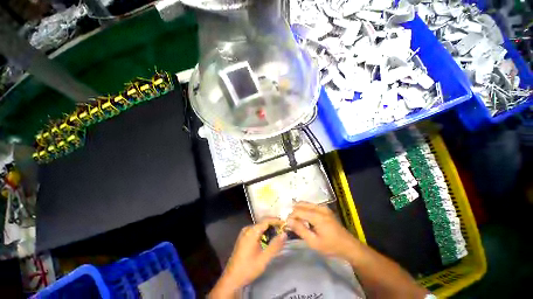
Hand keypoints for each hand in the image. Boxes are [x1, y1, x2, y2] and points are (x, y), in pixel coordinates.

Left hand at [209, 218, 286, 297]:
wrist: (232, 279)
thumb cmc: (248, 268)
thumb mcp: (264, 258)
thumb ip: (275, 245)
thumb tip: (284, 234)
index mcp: (252, 231)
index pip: (266, 220)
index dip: (276, 221)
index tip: (285, 224)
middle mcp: (247, 229)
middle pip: (263, 223)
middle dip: (273, 225)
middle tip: (282, 231)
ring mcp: (244, 233)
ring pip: (259, 227)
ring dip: (268, 230)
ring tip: (276, 235)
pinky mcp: (243, 238)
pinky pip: (254, 231)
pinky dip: (262, 233)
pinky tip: (266, 240)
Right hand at [287, 202, 359, 260]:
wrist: (349, 246)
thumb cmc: (331, 246)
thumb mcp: (314, 242)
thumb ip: (300, 230)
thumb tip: (288, 221)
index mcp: (317, 216)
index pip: (298, 211)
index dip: (291, 216)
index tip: (287, 224)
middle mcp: (320, 208)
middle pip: (301, 204)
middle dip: (294, 212)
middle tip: (291, 223)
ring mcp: (323, 207)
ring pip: (305, 204)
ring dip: (299, 210)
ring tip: (297, 221)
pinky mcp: (325, 209)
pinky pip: (311, 205)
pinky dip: (305, 210)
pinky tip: (305, 219)